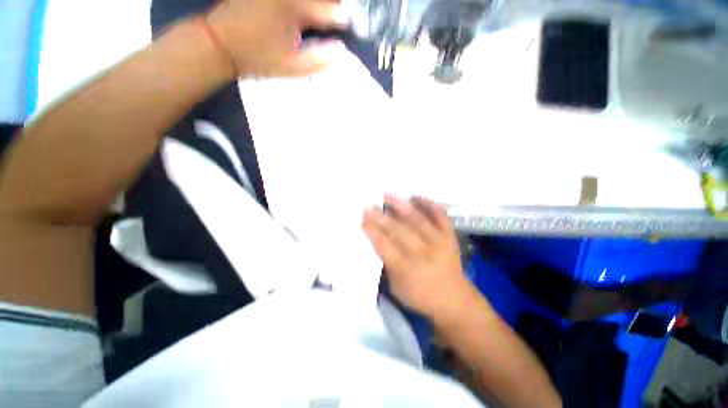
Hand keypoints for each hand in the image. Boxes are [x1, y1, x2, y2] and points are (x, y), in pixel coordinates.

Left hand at [207, 0, 349, 77]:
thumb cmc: (258, 58)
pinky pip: (292, 1)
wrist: (220, 42)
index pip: (331, 11)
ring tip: (322, 14)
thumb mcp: (292, 67)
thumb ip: (319, 60)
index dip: (342, 19)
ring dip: (318, 6)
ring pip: (307, 0)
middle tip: (335, 17)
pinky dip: (305, 7)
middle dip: (331, 7)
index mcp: (296, 9)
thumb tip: (341, 51)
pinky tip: (306, 13)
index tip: (348, 25)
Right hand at [362, 196, 471, 320]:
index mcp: (406, 268)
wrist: (454, 300)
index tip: (362, 218)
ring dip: (401, 205)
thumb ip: (387, 263)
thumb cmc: (420, 296)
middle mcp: (422, 253)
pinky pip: (440, 216)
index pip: (384, 245)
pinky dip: (429, 204)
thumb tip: (378, 239)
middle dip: (381, 217)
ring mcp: (438, 242)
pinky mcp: (450, 236)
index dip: (372, 230)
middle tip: (369, 205)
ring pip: (417, 220)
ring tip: (388, 195)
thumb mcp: (396, 287)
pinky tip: (416, 196)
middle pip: (398, 230)